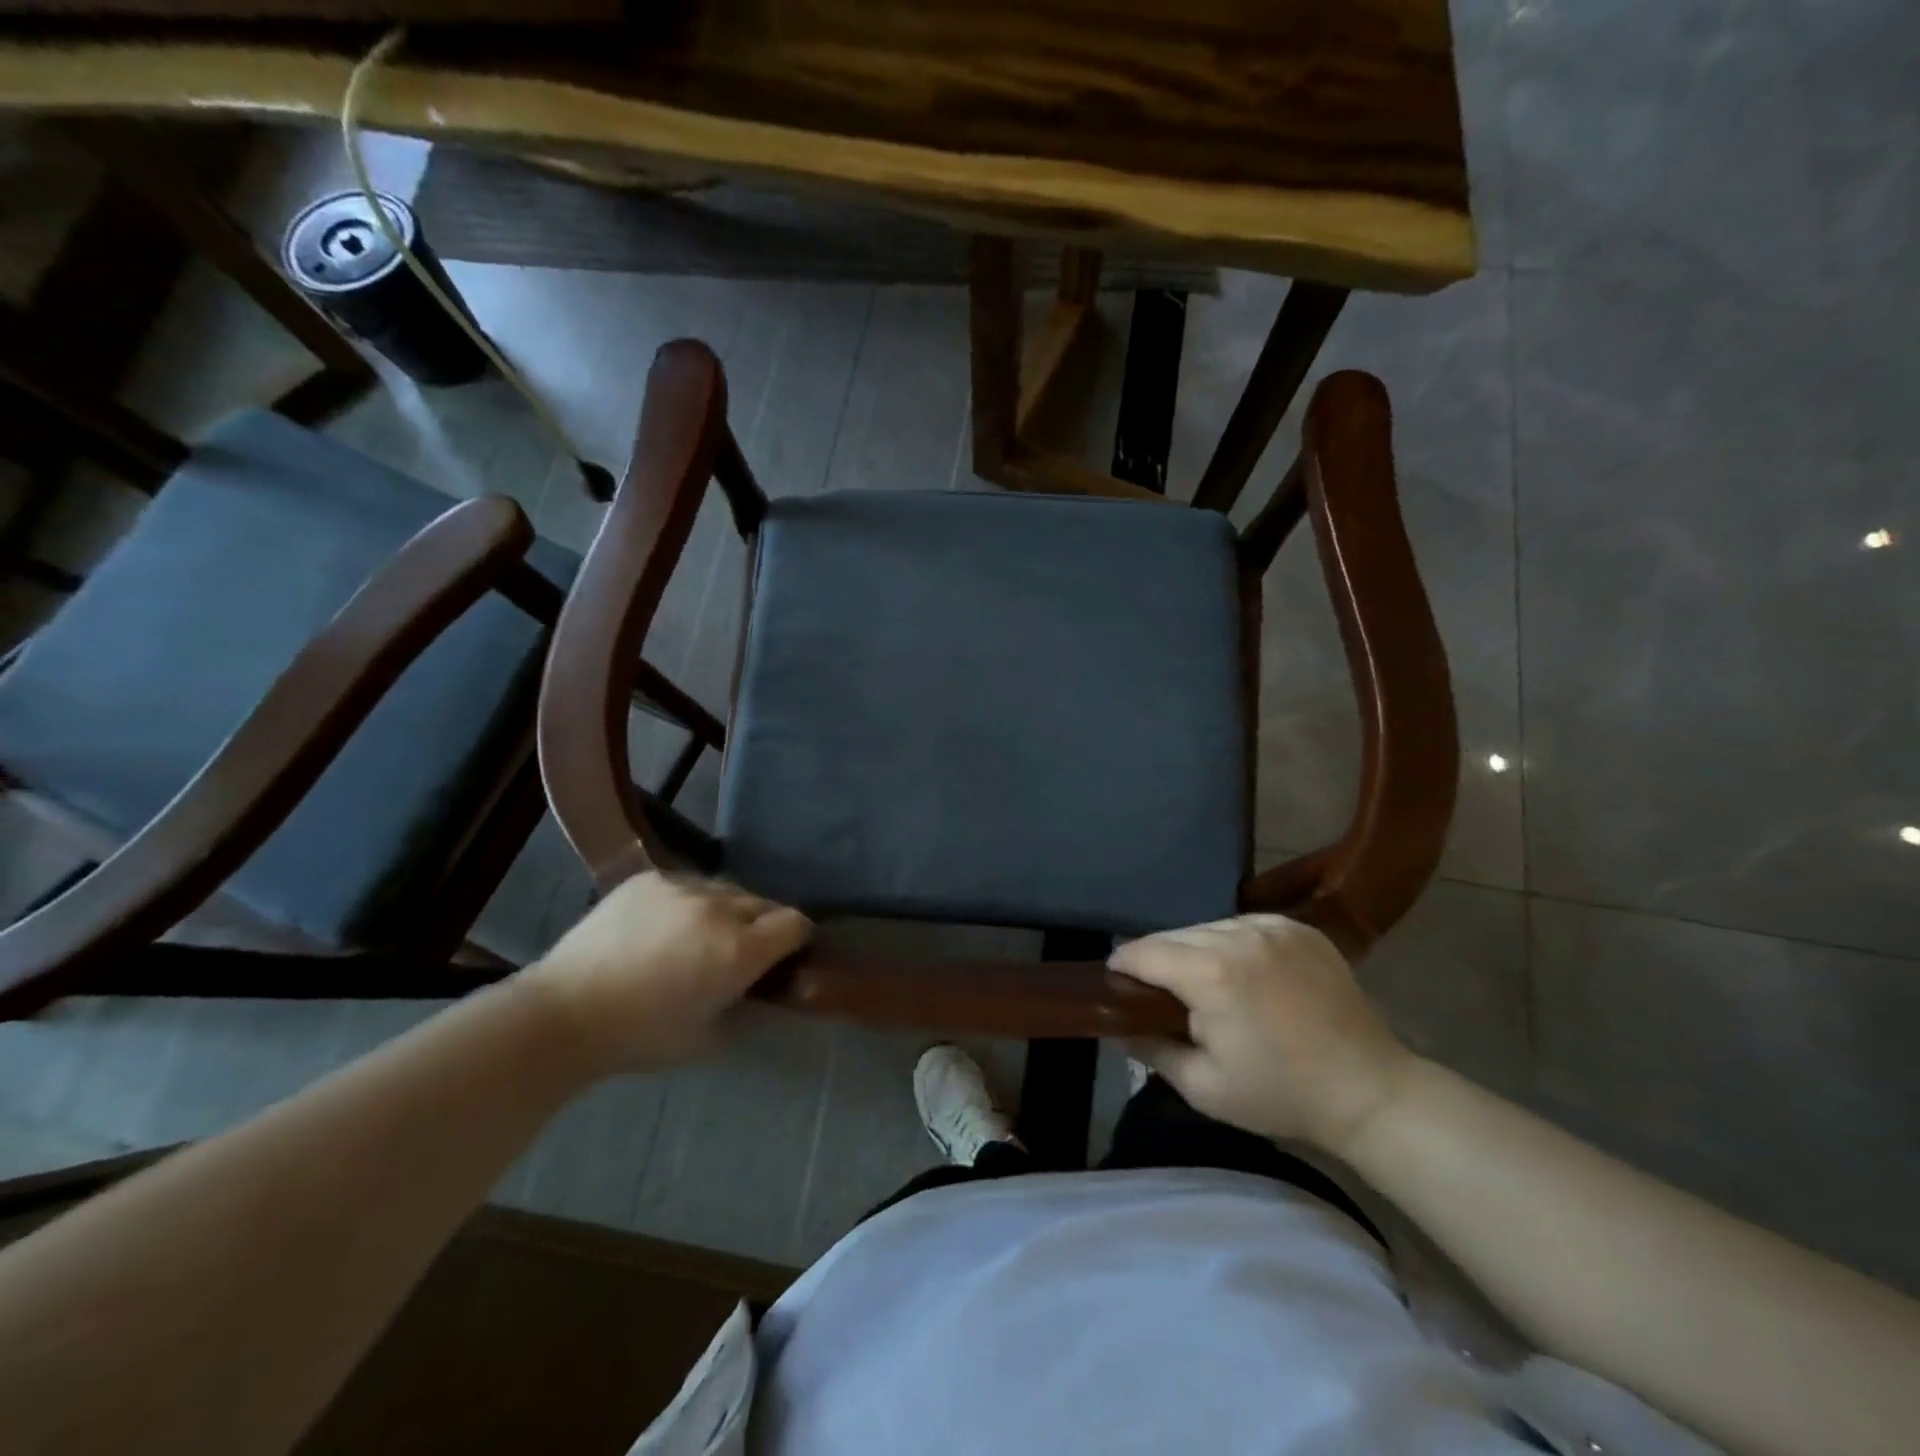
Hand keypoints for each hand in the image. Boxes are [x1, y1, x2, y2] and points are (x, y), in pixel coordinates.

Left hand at [518, 873, 811, 1074]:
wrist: (564, 1012)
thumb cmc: (641, 1036)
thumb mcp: (711, 1038)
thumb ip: (749, 1006)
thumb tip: (767, 990)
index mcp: (740, 950)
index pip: (795, 923)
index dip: (797, 940)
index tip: (786, 956)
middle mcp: (720, 908)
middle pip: (764, 903)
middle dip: (763, 926)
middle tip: (742, 952)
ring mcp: (683, 886)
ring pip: (727, 890)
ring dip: (728, 911)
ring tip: (702, 935)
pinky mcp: (651, 877)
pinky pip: (690, 883)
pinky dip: (692, 902)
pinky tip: (667, 925)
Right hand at [1110, 914, 1414, 1156]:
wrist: (1370, 1091)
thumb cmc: (1281, 1095)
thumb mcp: (1203, 1086)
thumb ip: (1150, 1049)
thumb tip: (1115, 1027)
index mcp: (1211, 974)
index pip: (1144, 952)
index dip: (1122, 966)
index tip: (1115, 984)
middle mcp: (1238, 936)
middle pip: (1174, 935)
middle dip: (1157, 959)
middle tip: (1157, 993)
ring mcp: (1273, 927)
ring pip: (1208, 926)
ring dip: (1194, 949)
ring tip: (1202, 982)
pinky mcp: (1299, 928)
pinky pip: (1244, 925)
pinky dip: (1231, 943)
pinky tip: (1241, 972)